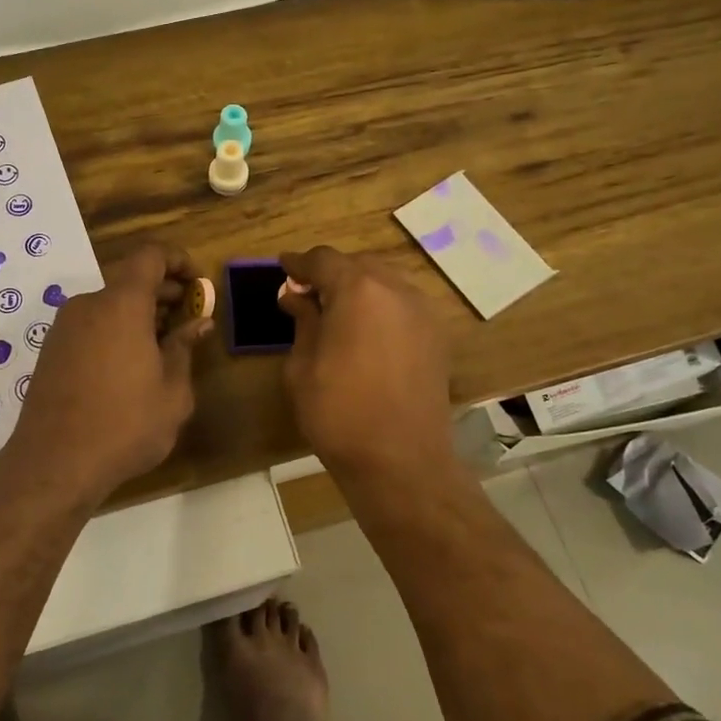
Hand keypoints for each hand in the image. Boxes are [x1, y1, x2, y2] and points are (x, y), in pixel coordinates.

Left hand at [10, 243, 212, 497]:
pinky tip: (131, 365)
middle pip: (129, 280)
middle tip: (188, 316)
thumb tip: (199, 323)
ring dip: (139, 314)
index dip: (177, 260)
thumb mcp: (172, 391)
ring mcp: (64, 328)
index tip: (197, 282)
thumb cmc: (125, 425)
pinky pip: (91, 325)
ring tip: (163, 345)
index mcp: (122, 304)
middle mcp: (88, 305)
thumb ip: (184, 348)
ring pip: (109, 305)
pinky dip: (115, 330)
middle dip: (163, 292)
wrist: (54, 463)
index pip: (150, 256)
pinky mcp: (51, 351)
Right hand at [278, 246, 454, 479]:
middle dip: (330, 274)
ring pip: (384, 283)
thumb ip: (302, 320)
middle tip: (306, 295)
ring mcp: (423, 312)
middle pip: (358, 265)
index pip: (323, 260)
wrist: (401, 461)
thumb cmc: (339, 412)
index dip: (299, 263)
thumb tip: (295, 296)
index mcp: (358, 290)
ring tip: (336, 314)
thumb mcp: (302, 366)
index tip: (282, 267)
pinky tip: (366, 333)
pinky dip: (381, 308)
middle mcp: (396, 289)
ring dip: (358, 289)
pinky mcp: (437, 337)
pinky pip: (403, 306)